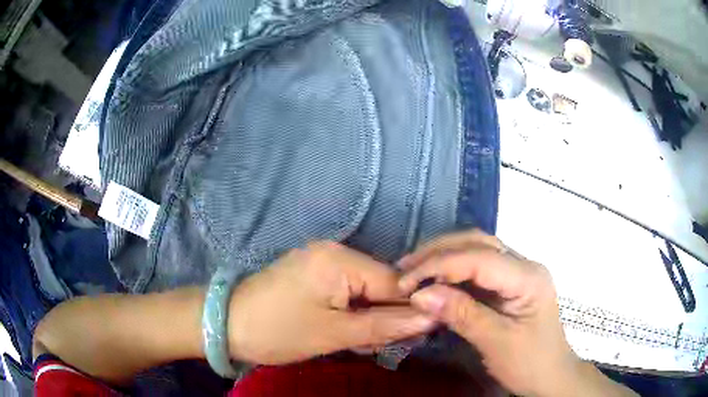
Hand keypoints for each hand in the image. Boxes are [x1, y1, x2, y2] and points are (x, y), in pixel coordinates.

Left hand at [227, 241, 435, 364]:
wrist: (226, 324)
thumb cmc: (278, 331)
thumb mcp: (334, 334)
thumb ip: (385, 326)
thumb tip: (432, 318)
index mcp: (340, 259)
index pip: (396, 282)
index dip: (411, 310)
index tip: (420, 335)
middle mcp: (335, 251)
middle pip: (381, 284)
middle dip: (385, 316)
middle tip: (376, 345)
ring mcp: (322, 260)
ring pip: (366, 290)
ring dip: (368, 317)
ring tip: (356, 341)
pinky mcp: (313, 272)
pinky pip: (347, 290)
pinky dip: (353, 312)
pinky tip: (344, 329)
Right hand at [398, 230, 634, 396]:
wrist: (551, 377)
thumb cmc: (530, 363)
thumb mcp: (496, 343)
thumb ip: (462, 315)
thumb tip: (420, 294)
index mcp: (528, 277)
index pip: (480, 257)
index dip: (440, 265)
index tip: (406, 283)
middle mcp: (524, 265)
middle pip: (478, 243)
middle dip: (438, 252)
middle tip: (404, 270)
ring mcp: (517, 273)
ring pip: (476, 250)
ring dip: (443, 258)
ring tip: (413, 272)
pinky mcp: (509, 285)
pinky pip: (477, 269)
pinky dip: (452, 273)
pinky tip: (435, 281)